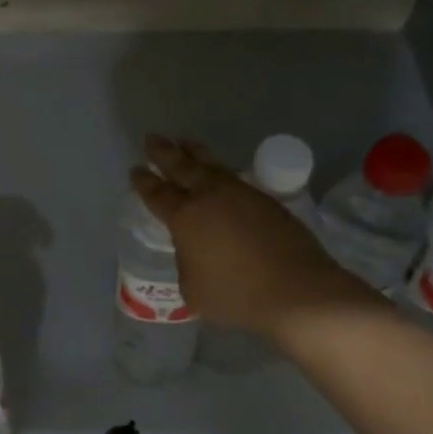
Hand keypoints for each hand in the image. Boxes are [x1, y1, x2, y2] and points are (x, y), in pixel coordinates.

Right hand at [131, 135, 378, 339]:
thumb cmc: (237, 295)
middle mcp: (209, 197)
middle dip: (164, 152)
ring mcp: (240, 194)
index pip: (157, 193)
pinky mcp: (266, 200)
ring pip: (211, 165)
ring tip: (185, 141)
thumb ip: (186, 263)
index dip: (143, 181)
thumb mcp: (193, 289)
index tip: (136, 169)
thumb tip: (193, 251)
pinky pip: (234, 177)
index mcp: (184, 218)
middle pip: (181, 167)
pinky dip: (220, 170)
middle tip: (152, 138)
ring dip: (195, 152)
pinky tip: (219, 171)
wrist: (296, 291)